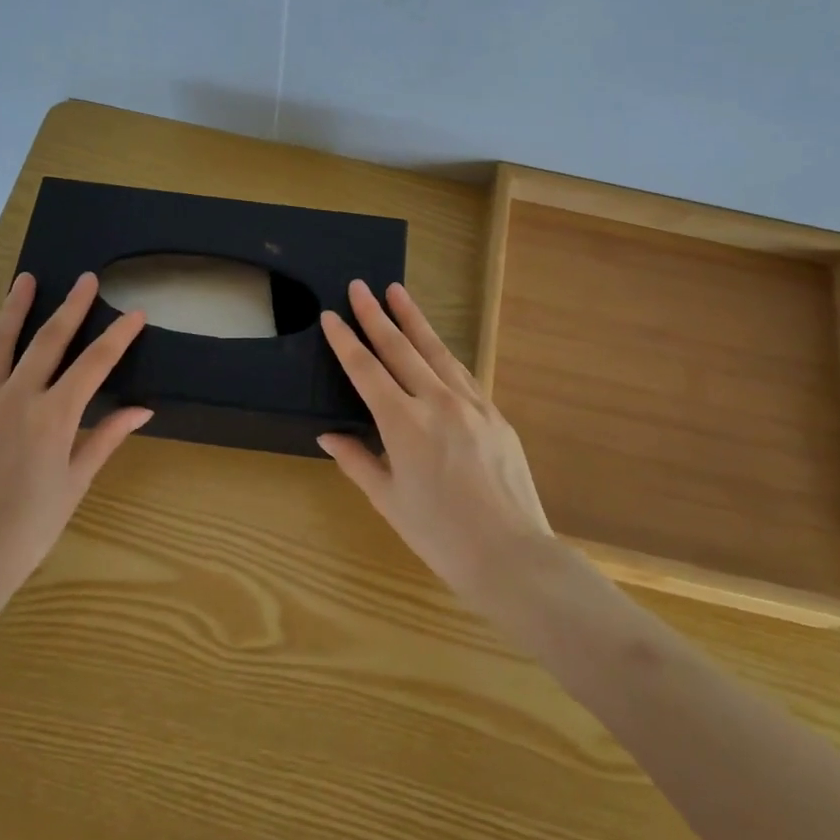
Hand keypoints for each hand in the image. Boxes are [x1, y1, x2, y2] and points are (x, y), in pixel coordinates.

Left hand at [0, 271, 152, 606]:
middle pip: (48, 340)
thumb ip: (105, 437)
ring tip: (24, 281)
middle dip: (71, 306)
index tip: (135, 313)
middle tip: (85, 278)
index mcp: (53, 416)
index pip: (94, 363)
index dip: (118, 335)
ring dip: (14, 308)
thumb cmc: (28, 527)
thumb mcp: (75, 482)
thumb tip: (142, 410)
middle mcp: (15, 397)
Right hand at [317, 280, 555, 603]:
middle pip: (399, 348)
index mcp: (403, 424)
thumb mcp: (388, 501)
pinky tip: (435, 344)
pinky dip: (442, 353)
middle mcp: (436, 402)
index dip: (345, 341)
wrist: (511, 554)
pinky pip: (462, 373)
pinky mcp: (494, 413)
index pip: (366, 370)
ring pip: (435, 351)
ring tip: (397, 293)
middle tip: (360, 285)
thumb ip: (357, 461)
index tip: (331, 315)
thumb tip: (328, 436)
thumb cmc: (440, 534)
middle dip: (376, 315)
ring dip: (414, 320)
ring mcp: (470, 404)